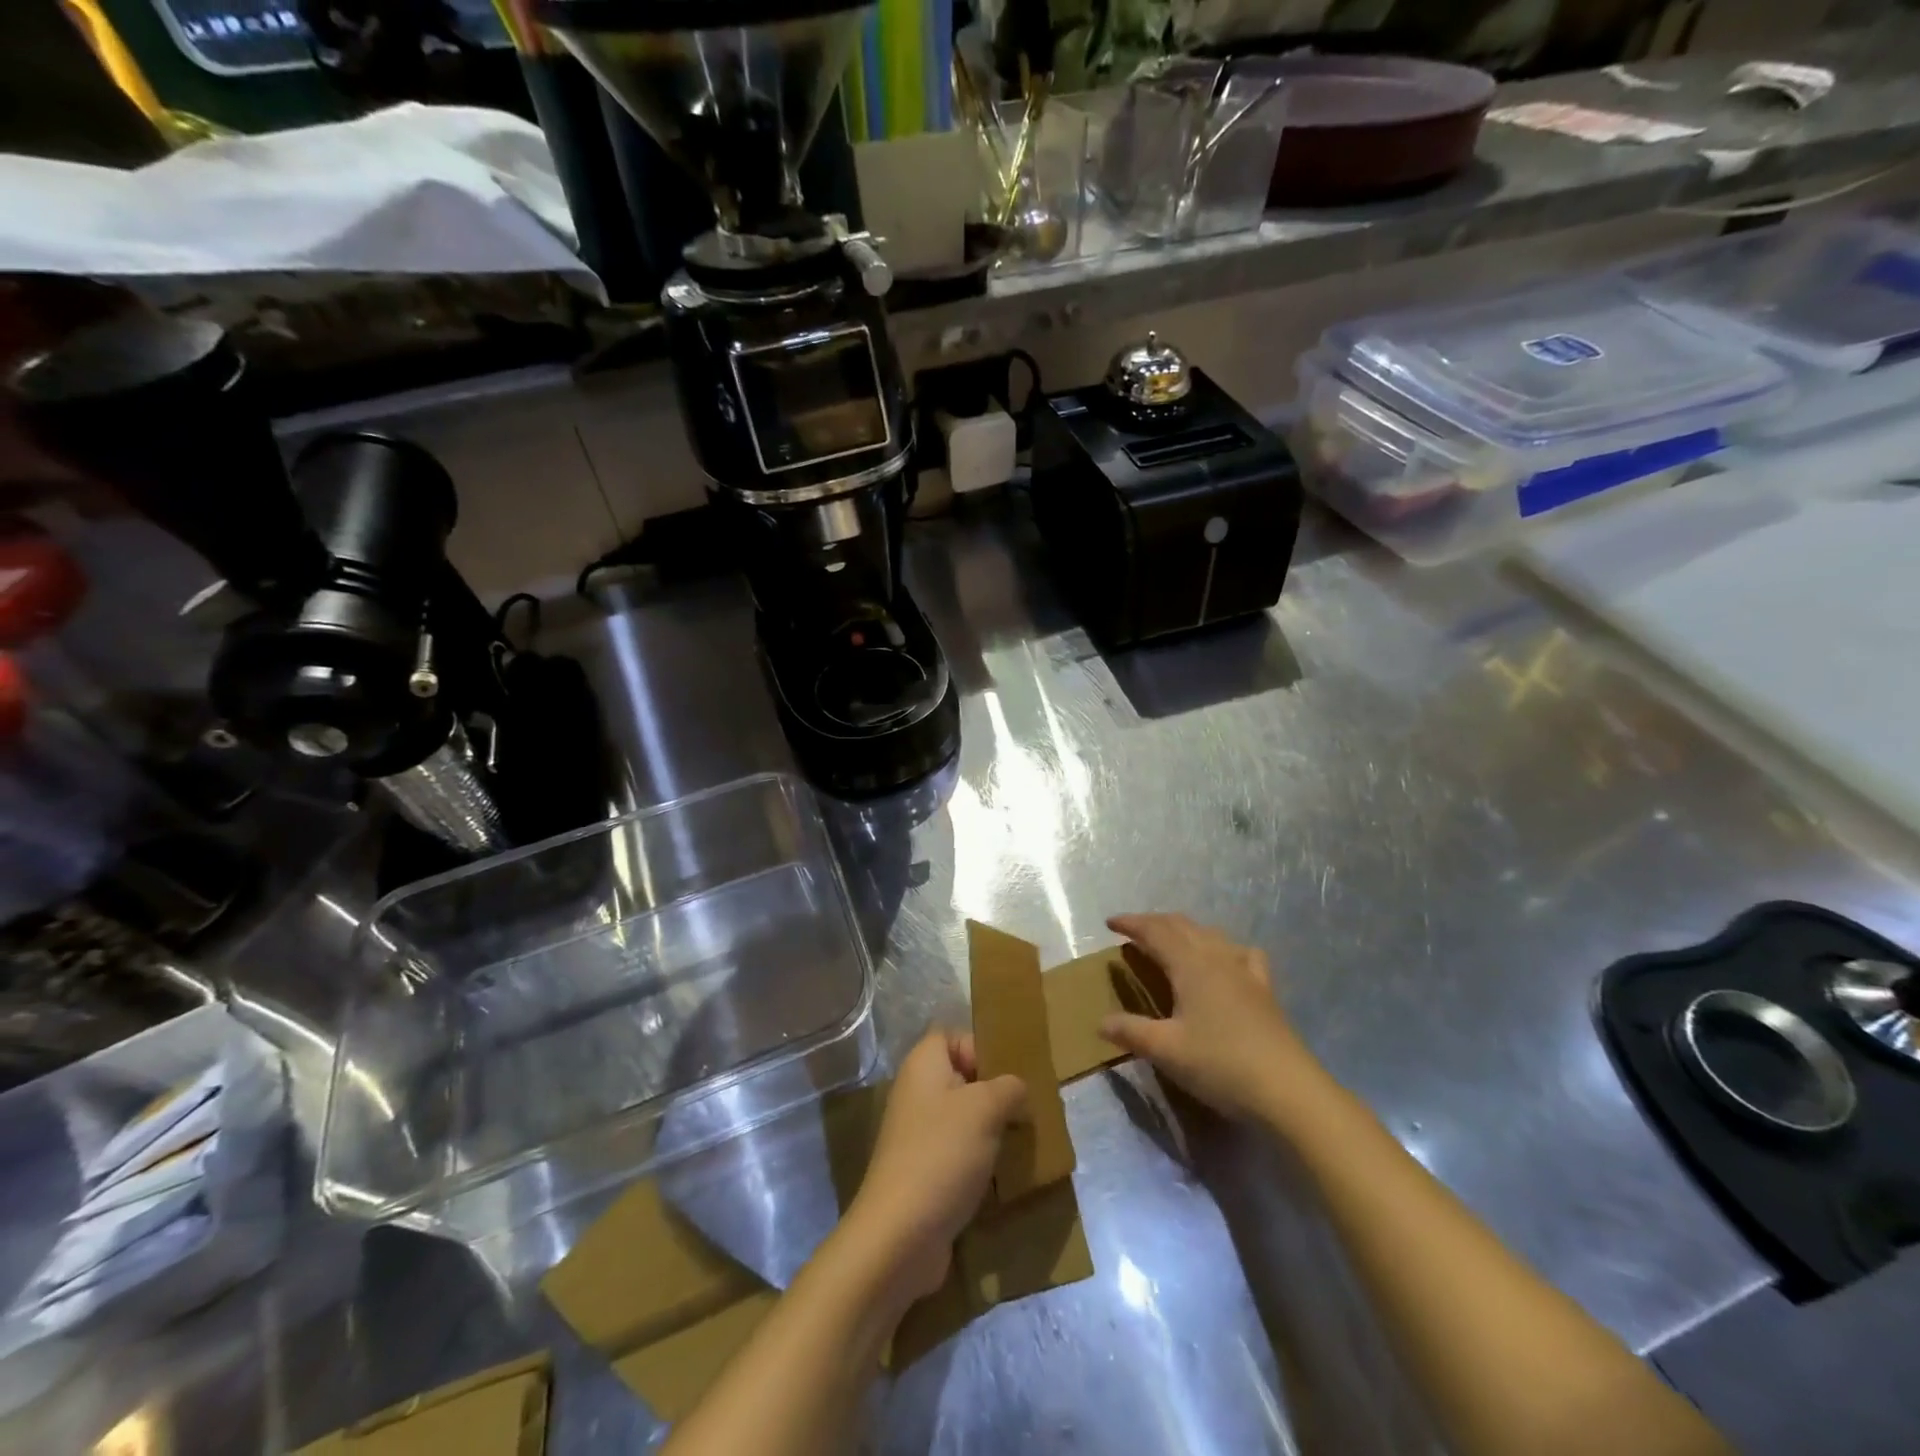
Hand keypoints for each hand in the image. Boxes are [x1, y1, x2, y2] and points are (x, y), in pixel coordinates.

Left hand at [844, 1029, 1026, 1303]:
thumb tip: (1016, 1089)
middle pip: (962, 1078)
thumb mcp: (986, 1108)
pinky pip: (959, 1152)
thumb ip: (1008, 1087)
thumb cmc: (942, 1154)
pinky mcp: (924, 1172)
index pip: (952, 1036)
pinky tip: (1004, 1175)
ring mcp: (917, 1135)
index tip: (1008, 1074)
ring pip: (963, 1118)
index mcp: (923, 1065)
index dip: (980, 1047)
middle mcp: (916, 1093)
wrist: (900, 1235)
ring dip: (992, 1130)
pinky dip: (980, 1161)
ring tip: (1022, 1143)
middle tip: (1026, 1110)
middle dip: (995, 1093)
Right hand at [1098, 913, 1329, 1122]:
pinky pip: (1241, 954)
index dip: (1131, 923)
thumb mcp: (1166, 1050)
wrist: (1287, 1090)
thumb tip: (1101, 1022)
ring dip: (1185, 930)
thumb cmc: (1220, 1064)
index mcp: (1190, 964)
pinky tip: (1226, 960)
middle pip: (1182, 925)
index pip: (1155, 931)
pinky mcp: (1264, 990)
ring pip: (1210, 934)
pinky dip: (1224, 948)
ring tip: (1170, 941)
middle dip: (1154, 923)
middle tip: (1133, 930)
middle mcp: (1217, 957)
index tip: (1110, 922)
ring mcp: (1244, 971)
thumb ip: (1131, 1031)